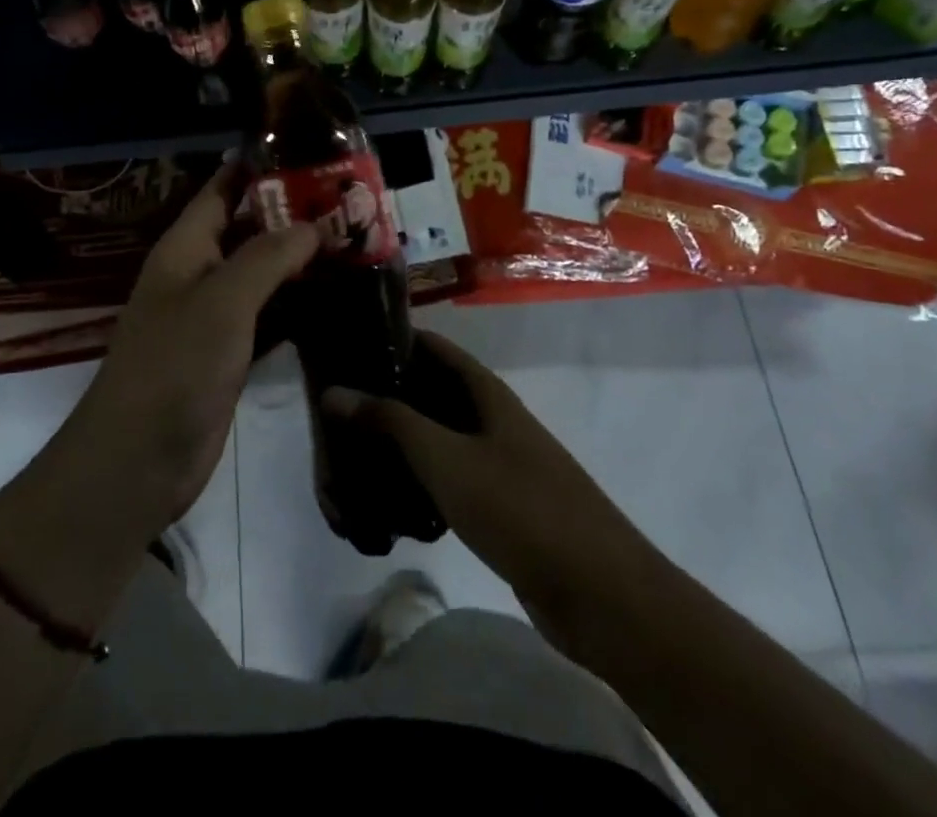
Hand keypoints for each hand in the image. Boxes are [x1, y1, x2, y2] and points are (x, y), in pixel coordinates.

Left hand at [66, 165, 318, 533]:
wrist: (139, 460)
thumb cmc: (174, 367)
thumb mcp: (222, 302)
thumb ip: (267, 257)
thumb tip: (313, 224)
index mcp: (186, 247)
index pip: (223, 188)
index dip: (259, 166)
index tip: (309, 150)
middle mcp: (199, 272)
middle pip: (249, 228)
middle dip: (293, 213)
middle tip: (351, 199)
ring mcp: (214, 315)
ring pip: (263, 273)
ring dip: (301, 259)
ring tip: (355, 239)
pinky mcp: (230, 352)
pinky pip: (269, 315)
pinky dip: (299, 304)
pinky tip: (339, 297)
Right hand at [323, 330, 647, 615]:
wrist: (603, 596)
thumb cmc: (521, 509)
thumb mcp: (446, 459)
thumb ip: (390, 421)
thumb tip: (334, 390)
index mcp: (486, 392)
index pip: (431, 346)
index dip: (390, 340)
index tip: (344, 348)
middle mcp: (492, 418)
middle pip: (430, 393)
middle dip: (385, 399)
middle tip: (335, 412)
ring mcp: (499, 462)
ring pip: (438, 440)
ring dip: (399, 446)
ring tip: (351, 458)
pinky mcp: (501, 505)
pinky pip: (450, 480)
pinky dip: (420, 483)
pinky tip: (389, 505)